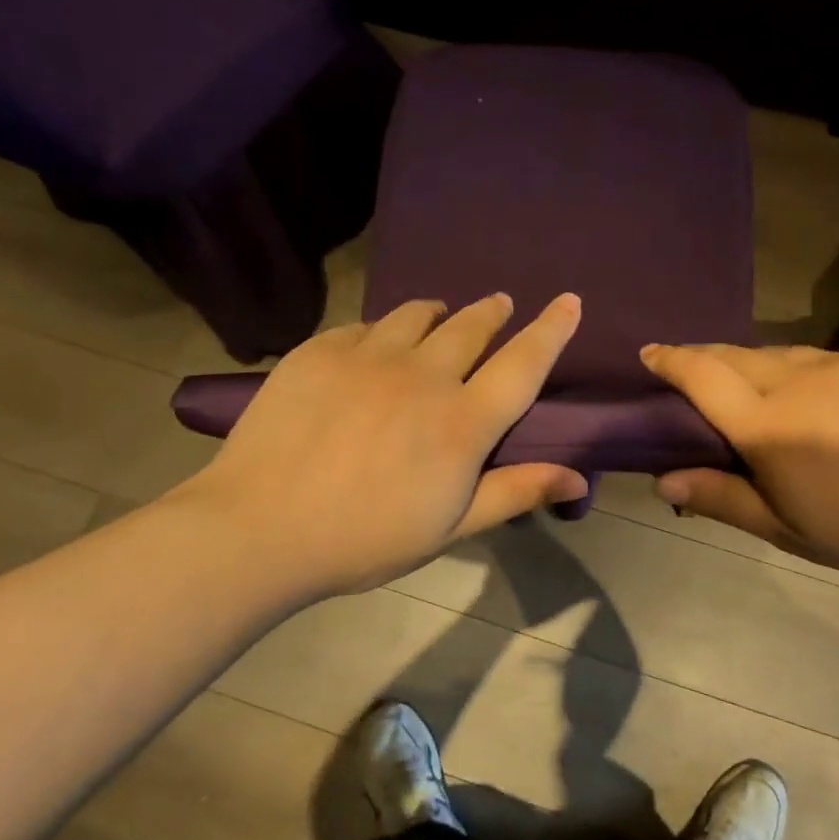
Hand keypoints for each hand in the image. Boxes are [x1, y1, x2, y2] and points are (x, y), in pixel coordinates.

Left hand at [166, 294, 586, 598]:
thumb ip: (515, 493)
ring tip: (439, 317)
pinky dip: (383, 330)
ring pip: (417, 315)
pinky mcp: (321, 350)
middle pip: (472, 327)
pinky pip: (365, 326)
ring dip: (439, 313)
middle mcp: (423, 376)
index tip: (569, 300)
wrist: (258, 528)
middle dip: (493, 311)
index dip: (551, 330)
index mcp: (462, 422)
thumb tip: (580, 479)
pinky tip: (374, 346)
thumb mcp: (449, 527)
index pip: (523, 364)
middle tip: (500, 305)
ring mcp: (369, 356)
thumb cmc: (363, 539)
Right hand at [641, 343, 838, 582]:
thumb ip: (723, 498)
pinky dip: (812, 373)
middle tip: (693, 371)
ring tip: (760, 391)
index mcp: (769, 426)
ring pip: (782, 354)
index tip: (650, 352)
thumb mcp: (789, 530)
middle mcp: (798, 381)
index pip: (702, 377)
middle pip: (736, 355)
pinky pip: (830, 358)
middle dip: (706, 358)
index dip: (671, 360)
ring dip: (759, 367)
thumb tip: (662, 479)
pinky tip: (831, 403)